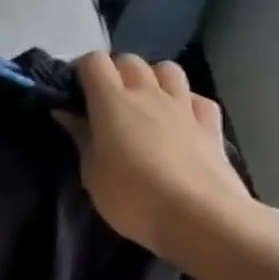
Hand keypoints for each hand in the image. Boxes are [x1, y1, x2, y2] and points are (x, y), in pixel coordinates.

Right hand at [60, 53, 259, 265]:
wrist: (200, 219)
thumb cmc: (132, 198)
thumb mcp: (91, 173)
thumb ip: (81, 137)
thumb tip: (67, 113)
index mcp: (112, 101)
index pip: (94, 62)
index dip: (83, 71)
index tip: (76, 93)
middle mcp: (149, 94)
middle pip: (130, 60)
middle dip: (116, 72)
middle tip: (107, 101)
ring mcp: (184, 107)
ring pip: (168, 70)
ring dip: (154, 78)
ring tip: (146, 104)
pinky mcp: (211, 126)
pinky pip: (198, 99)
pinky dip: (187, 103)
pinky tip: (181, 121)